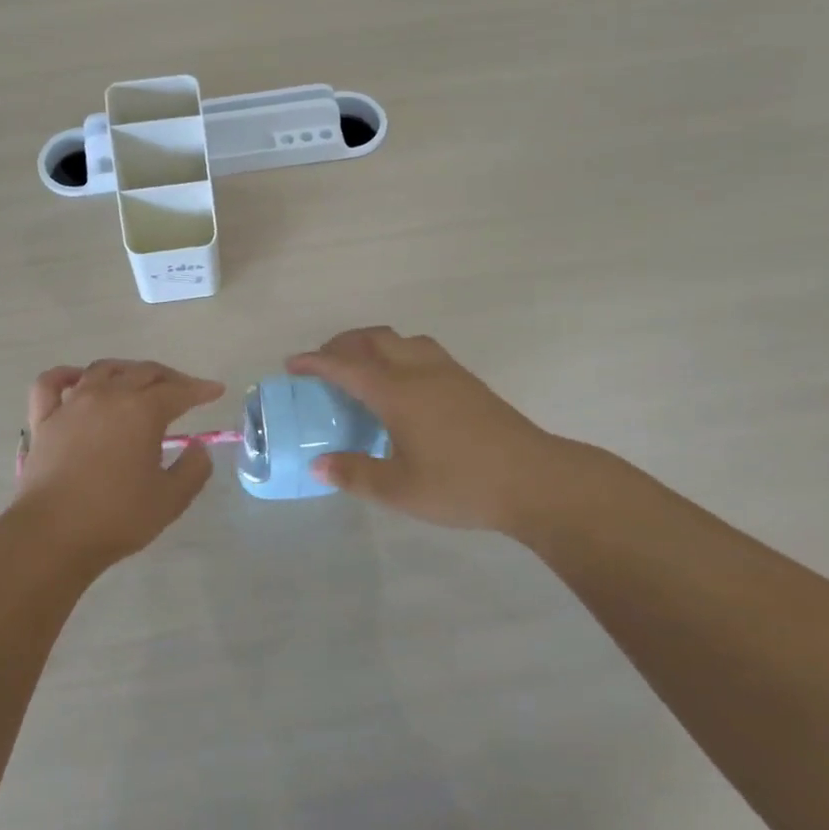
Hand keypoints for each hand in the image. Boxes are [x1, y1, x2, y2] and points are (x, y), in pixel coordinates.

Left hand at [11, 359, 225, 567]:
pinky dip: (66, 375)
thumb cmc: (117, 517)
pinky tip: (78, 380)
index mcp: (142, 412)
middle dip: (169, 378)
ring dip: (127, 370)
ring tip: (138, 382)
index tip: (216, 391)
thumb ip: (193, 469)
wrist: (52, 535)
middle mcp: (108, 396)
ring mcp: (72, 404)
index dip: (200, 389)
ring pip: (102, 370)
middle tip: (184, 390)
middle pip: (143, 372)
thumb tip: (198, 446)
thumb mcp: (171, 499)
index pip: (179, 391)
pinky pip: (51, 383)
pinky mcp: (44, 420)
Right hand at [287, 327, 626, 537]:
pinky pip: (422, 350)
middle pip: (373, 339)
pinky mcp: (468, 381)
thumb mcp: (400, 490)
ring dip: (373, 344)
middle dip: (342, 344)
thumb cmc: (462, 484)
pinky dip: (398, 353)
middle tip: (324, 364)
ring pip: (401, 340)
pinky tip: (403, 383)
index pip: (346, 366)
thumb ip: (356, 474)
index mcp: (397, 393)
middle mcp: (419, 371)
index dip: (315, 362)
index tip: (292, 364)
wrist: (536, 480)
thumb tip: (319, 464)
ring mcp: (448, 372)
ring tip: (362, 367)